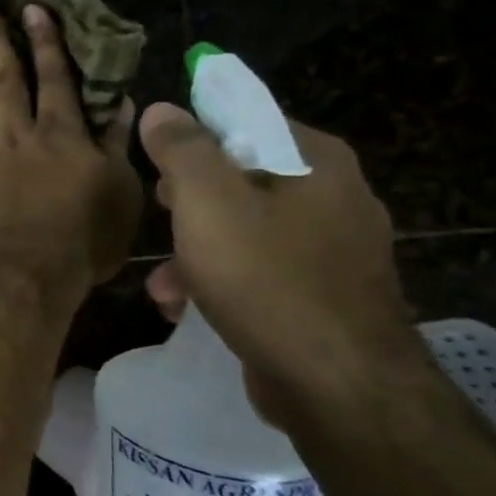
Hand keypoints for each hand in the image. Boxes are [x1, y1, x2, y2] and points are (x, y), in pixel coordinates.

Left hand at [0, 0, 140, 316]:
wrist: (31, 278)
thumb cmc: (85, 240)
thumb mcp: (122, 192)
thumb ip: (117, 145)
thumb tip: (121, 103)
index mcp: (60, 135)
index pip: (53, 78)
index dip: (44, 42)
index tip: (30, 8)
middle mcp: (15, 137)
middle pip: (2, 79)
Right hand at [138, 102, 427, 417]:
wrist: (338, 386)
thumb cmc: (267, 280)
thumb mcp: (208, 204)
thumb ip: (183, 150)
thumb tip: (163, 109)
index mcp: (316, 161)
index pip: (246, 119)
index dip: (194, 135)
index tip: (158, 162)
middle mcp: (335, 195)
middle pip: (242, 177)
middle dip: (189, 202)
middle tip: (160, 215)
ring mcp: (335, 249)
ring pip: (247, 229)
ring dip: (196, 250)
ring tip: (162, 284)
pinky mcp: (325, 294)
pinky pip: (261, 271)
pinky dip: (222, 281)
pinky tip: (186, 308)